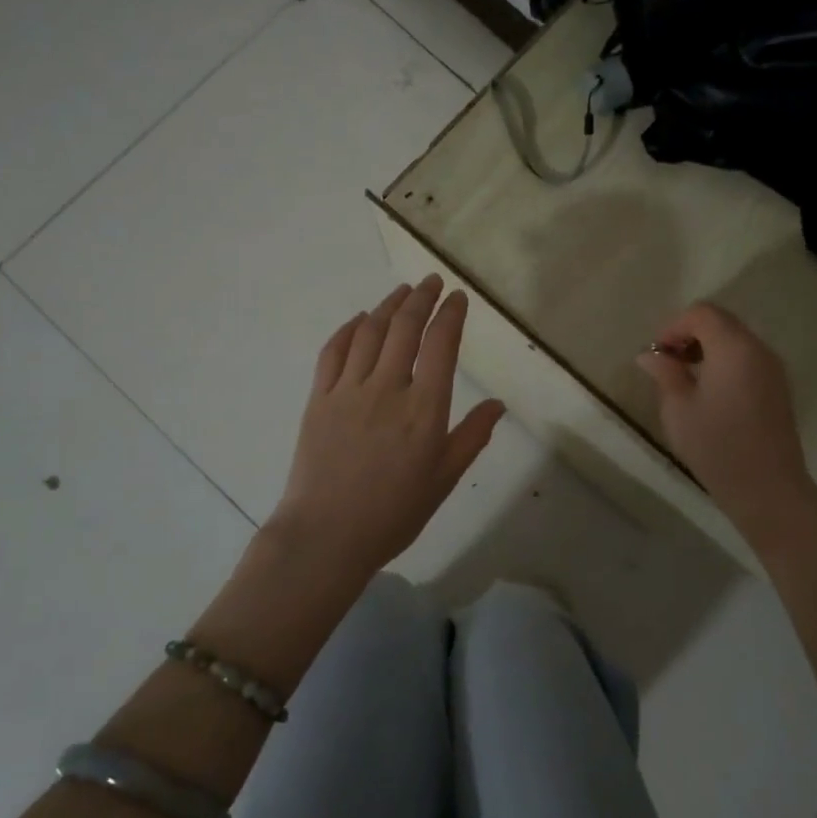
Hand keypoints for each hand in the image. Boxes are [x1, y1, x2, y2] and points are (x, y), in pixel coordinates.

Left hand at [271, 276, 503, 580]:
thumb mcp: (443, 480)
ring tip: (402, 291)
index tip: (458, 297)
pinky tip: (359, 320)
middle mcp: (387, 389)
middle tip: (432, 282)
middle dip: (421, 298)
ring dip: (388, 305)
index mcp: (424, 409)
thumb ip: (472, 437)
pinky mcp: (318, 399)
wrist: (326, 535)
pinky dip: (348, 329)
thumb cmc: (393, 513)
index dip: (451, 314)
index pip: (441, 345)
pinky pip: (333, 352)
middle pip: (405, 328)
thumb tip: (498, 404)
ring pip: (370, 332)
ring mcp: (348, 390)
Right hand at [636, 302, 816, 539]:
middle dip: (689, 334)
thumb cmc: (717, 446)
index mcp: (733, 348)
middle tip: (667, 364)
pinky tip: (709, 393)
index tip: (657, 354)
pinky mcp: (778, 388)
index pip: (702, 313)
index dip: (673, 326)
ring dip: (707, 348)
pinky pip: (747, 359)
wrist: (768, 488)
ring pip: (735, 339)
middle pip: (721, 322)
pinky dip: (724, 362)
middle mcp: (758, 349)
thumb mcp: (678, 409)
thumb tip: (650, 355)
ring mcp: (773, 369)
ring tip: (685, 379)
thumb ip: (664, 373)